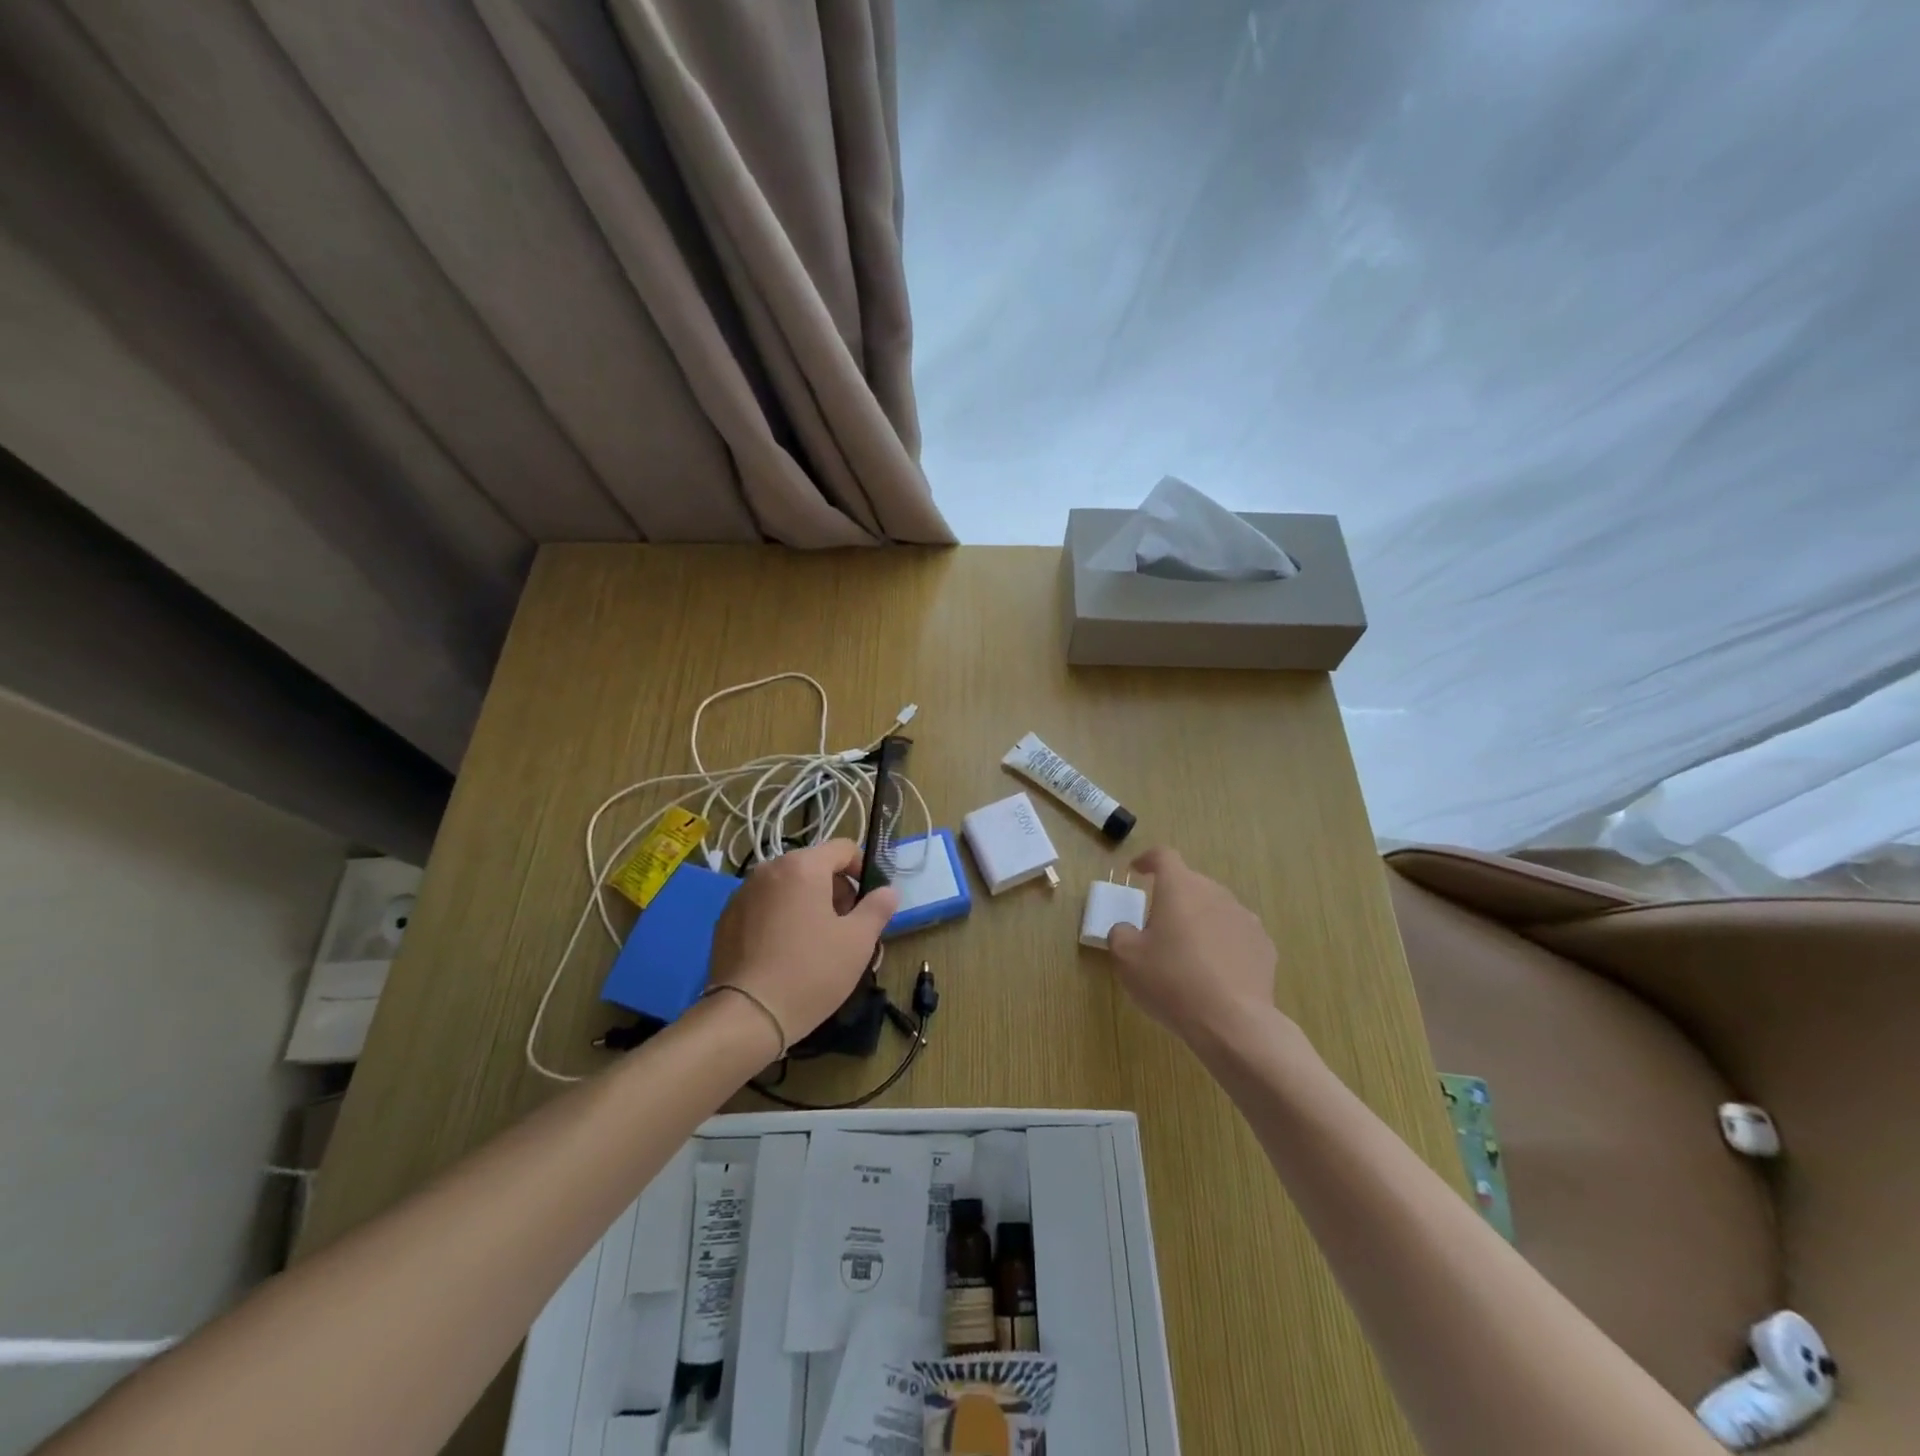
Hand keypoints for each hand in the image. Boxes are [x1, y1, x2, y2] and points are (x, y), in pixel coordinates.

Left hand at [707, 840, 899, 1051]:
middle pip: (814, 867)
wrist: (747, 1015)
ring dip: (808, 904)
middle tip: (847, 928)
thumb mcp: (858, 941)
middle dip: (835, 890)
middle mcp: (769, 870)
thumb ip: (877, 908)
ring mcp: (742, 894)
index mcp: (803, 866)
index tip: (869, 902)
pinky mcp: (726, 920)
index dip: (863, 870)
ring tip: (817, 944)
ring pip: (788, 887)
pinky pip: (764, 907)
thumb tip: (887, 891)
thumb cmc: (811, 971)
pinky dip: (781, 919)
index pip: (843, 849)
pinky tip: (785, 954)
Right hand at [1106, 846, 1279, 1045]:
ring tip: (1188, 954)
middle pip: (1190, 884)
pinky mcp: (1264, 946)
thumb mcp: (1126, 959)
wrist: (1233, 1023)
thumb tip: (1127, 929)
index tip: (1137, 871)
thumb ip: (1120, 933)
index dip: (1147, 860)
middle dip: (1173, 898)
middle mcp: (1215, 893)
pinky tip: (1215, 973)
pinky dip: (1223, 944)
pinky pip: (1236, 935)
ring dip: (1199, 921)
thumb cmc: (1172, 982)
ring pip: (1215, 909)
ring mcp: (1244, 918)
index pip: (1163, 856)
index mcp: (1180, 888)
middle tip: (1157, 926)